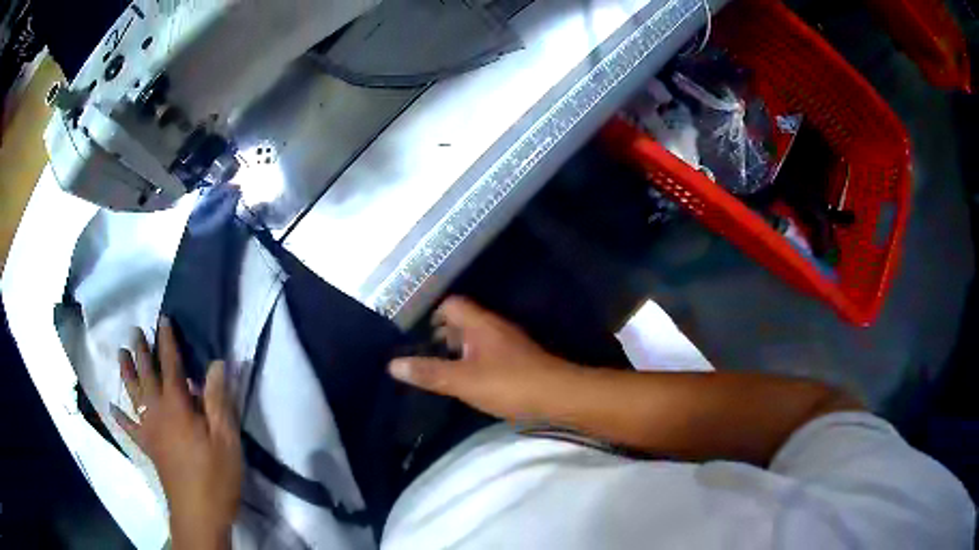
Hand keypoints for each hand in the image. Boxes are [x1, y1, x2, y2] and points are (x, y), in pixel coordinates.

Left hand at [111, 317, 241, 549]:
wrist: (198, 513)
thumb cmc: (215, 475)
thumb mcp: (226, 439)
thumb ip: (218, 400)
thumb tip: (215, 364)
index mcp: (177, 406)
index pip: (171, 366)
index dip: (167, 342)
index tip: (163, 320)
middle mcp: (157, 412)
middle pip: (147, 375)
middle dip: (141, 352)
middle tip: (135, 331)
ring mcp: (149, 430)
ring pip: (134, 395)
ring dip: (127, 373)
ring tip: (121, 354)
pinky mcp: (148, 448)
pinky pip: (130, 429)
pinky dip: (120, 417)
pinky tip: (112, 409)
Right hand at [389, 297, 578, 420]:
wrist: (558, 397)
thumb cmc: (508, 384)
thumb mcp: (462, 381)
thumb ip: (429, 372)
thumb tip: (392, 364)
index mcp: (480, 323)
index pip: (452, 304)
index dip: (432, 314)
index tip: (415, 335)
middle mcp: (495, 327)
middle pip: (462, 321)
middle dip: (441, 335)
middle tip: (422, 355)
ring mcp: (508, 344)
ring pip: (475, 339)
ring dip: (457, 350)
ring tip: (439, 369)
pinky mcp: (517, 361)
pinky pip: (487, 354)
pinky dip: (473, 362)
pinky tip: (466, 381)